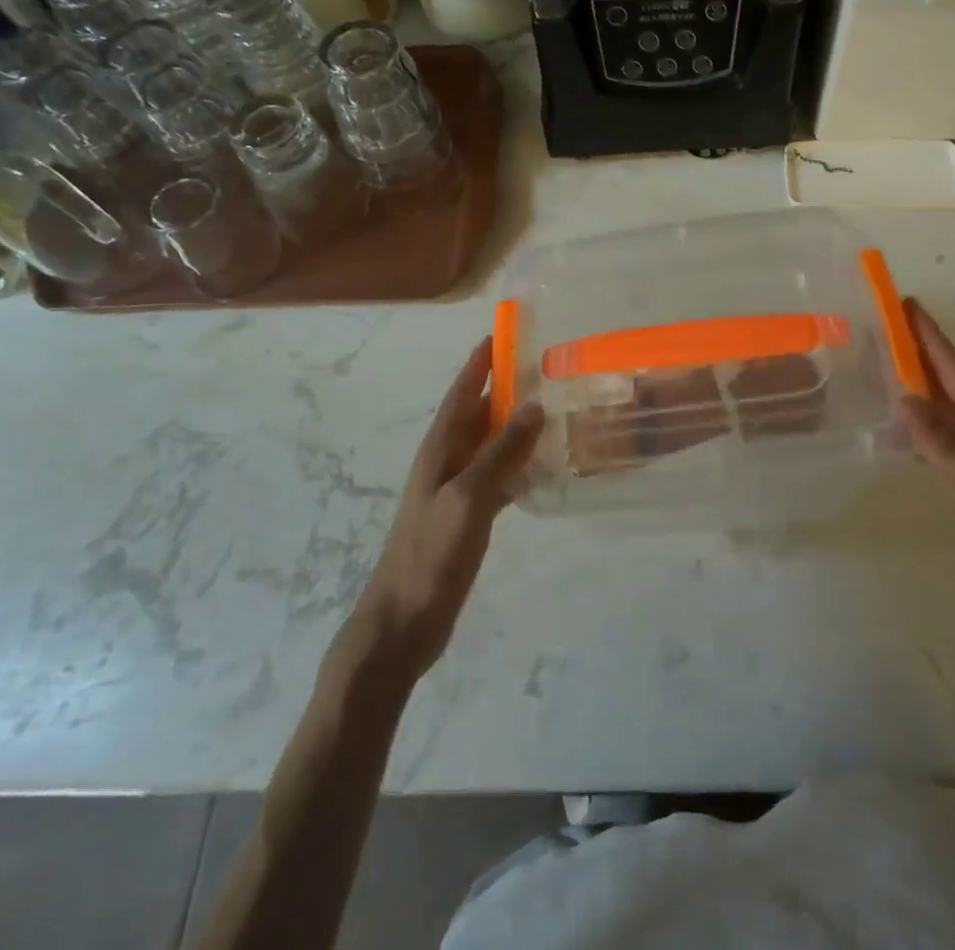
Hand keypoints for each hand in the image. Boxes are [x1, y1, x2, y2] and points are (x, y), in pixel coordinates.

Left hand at [352, 338, 543, 679]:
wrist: (403, 621)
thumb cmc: (430, 552)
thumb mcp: (468, 496)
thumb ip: (501, 451)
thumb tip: (533, 405)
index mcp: (439, 449)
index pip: (462, 393)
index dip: (478, 363)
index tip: (499, 333)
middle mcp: (447, 461)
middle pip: (478, 415)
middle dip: (504, 389)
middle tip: (542, 367)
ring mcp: (457, 490)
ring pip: (491, 445)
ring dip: (515, 427)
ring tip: (551, 409)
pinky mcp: (469, 517)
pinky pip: (499, 477)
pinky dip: (519, 466)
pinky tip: (544, 466)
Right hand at [898, 299, 954, 647]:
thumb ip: (948, 445)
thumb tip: (905, 397)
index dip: (931, 338)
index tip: (905, 304)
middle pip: (949, 385)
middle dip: (918, 355)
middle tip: (880, 329)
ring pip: (943, 413)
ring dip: (914, 390)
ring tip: (878, 372)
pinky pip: (940, 445)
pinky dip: (917, 432)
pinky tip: (899, 434)